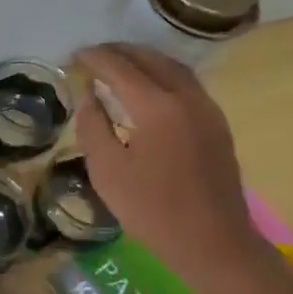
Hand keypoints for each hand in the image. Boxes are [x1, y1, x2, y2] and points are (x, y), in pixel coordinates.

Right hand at [73, 43, 265, 287]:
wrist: (212, 241)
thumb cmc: (152, 210)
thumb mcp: (107, 172)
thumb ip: (93, 127)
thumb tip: (89, 96)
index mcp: (157, 107)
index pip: (120, 67)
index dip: (95, 58)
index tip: (75, 55)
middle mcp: (186, 97)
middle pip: (151, 59)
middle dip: (120, 52)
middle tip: (94, 55)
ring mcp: (207, 109)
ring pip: (173, 68)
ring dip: (144, 59)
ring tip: (120, 64)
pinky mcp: (217, 123)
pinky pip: (187, 84)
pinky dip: (163, 74)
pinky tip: (150, 88)